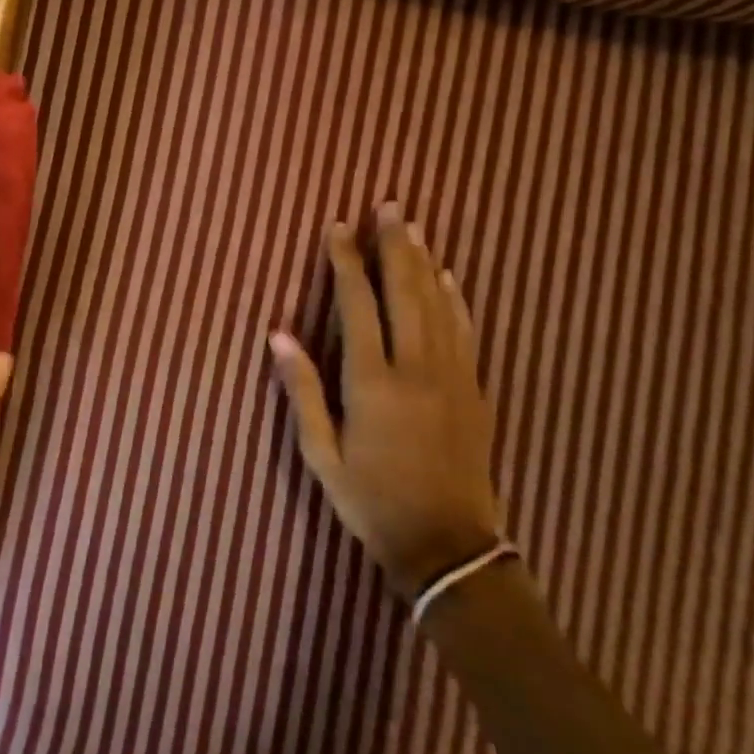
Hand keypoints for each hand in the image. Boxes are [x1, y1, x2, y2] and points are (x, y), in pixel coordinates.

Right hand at [268, 206, 500, 601]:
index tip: (339, 228)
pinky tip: (449, 278)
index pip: (358, 305)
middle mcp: (415, 368)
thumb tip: (278, 334)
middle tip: (388, 207)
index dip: (347, 262)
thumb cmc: (372, 501)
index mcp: (372, 381)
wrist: (448, 546)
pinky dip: (456, 300)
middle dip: (394, 246)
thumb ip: (303, 390)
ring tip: (414, 227)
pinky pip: (465, 332)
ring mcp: (452, 377)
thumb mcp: (322, 454)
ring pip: (438, 305)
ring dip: (424, 262)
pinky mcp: (474, 391)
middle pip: (405, 292)